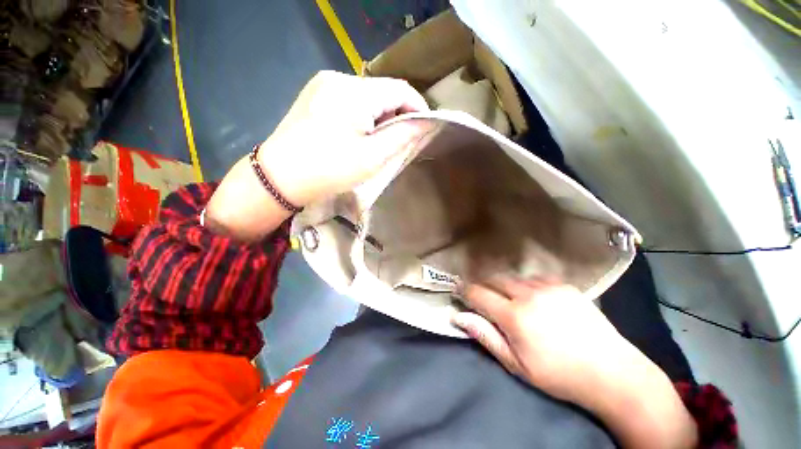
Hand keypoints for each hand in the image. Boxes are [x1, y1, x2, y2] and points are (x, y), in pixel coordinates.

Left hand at [259, 70, 432, 205]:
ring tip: (379, 140)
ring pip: (367, 95)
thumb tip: (425, 122)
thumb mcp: (373, 156)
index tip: (426, 127)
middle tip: (401, 140)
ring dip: (380, 115)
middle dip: (398, 113)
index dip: (418, 106)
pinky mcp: (314, 95)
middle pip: (382, 91)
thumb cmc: (330, 169)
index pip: (400, 89)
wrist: (279, 177)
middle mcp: (338, 78)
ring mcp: (323, 85)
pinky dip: (363, 114)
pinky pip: (350, 99)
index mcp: (355, 92)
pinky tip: (358, 133)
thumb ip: (403, 135)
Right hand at [452, 278, 638, 403]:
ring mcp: (548, 287)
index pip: (478, 293)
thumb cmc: (559, 375)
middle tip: (481, 296)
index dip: (464, 291)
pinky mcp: (564, 285)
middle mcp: (528, 295)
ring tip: (508, 299)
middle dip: (482, 284)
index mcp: (514, 316)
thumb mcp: (516, 364)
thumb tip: (459, 317)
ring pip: (513, 276)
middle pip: (493, 278)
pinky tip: (533, 298)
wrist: (612, 372)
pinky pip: (534, 278)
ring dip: (504, 285)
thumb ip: (485, 336)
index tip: (458, 291)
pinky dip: (525, 285)